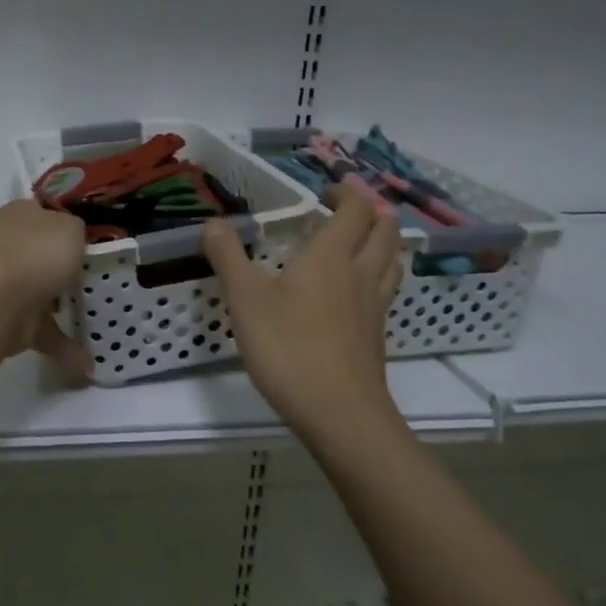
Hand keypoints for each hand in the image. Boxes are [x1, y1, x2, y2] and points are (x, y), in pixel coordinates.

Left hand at [0, 200, 91, 376]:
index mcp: (21, 214)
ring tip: (101, 321)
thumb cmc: (38, 253)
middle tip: (103, 278)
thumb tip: (73, 239)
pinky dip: (64, 345)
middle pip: (45, 254)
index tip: (94, 240)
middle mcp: (10, 245)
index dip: (69, 223)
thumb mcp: (72, 227)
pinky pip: (44, 330)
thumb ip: (78, 230)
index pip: (46, 213)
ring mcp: (8, 283)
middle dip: (68, 268)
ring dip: (67, 309)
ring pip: (43, 293)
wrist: (0, 302)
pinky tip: (88, 362)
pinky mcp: (10, 318)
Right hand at [203, 188, 405, 431]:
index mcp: (332, 256)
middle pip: (385, 231)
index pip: (354, 210)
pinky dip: (378, 276)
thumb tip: (213, 222)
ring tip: (360, 242)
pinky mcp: (376, 337)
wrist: (339, 415)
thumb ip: (228, 256)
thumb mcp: (245, 298)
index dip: (346, 193)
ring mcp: (374, 307)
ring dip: (382, 242)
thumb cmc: (288, 347)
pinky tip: (356, 292)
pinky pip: (385, 291)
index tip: (325, 191)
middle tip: (346, 209)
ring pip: (392, 261)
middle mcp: (360, 274)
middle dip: (372, 212)